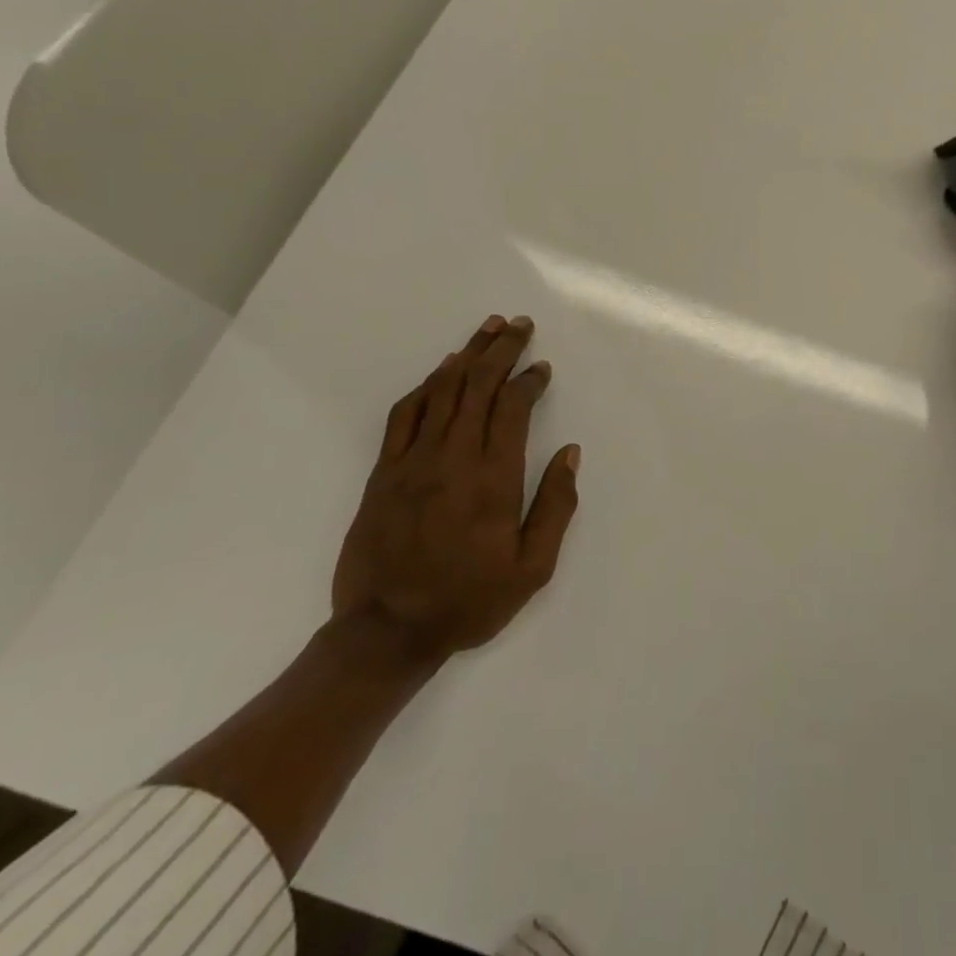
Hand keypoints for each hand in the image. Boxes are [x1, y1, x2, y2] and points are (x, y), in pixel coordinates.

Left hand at [331, 314, 580, 665]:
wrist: (386, 632)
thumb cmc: (469, 600)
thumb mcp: (532, 568)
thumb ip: (556, 506)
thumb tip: (570, 453)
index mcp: (494, 478)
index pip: (513, 408)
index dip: (529, 379)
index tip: (542, 367)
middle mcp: (454, 458)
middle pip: (478, 385)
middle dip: (501, 349)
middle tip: (518, 324)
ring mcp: (414, 461)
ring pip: (442, 391)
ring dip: (467, 355)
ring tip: (486, 329)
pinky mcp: (385, 472)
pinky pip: (405, 414)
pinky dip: (426, 386)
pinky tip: (441, 371)